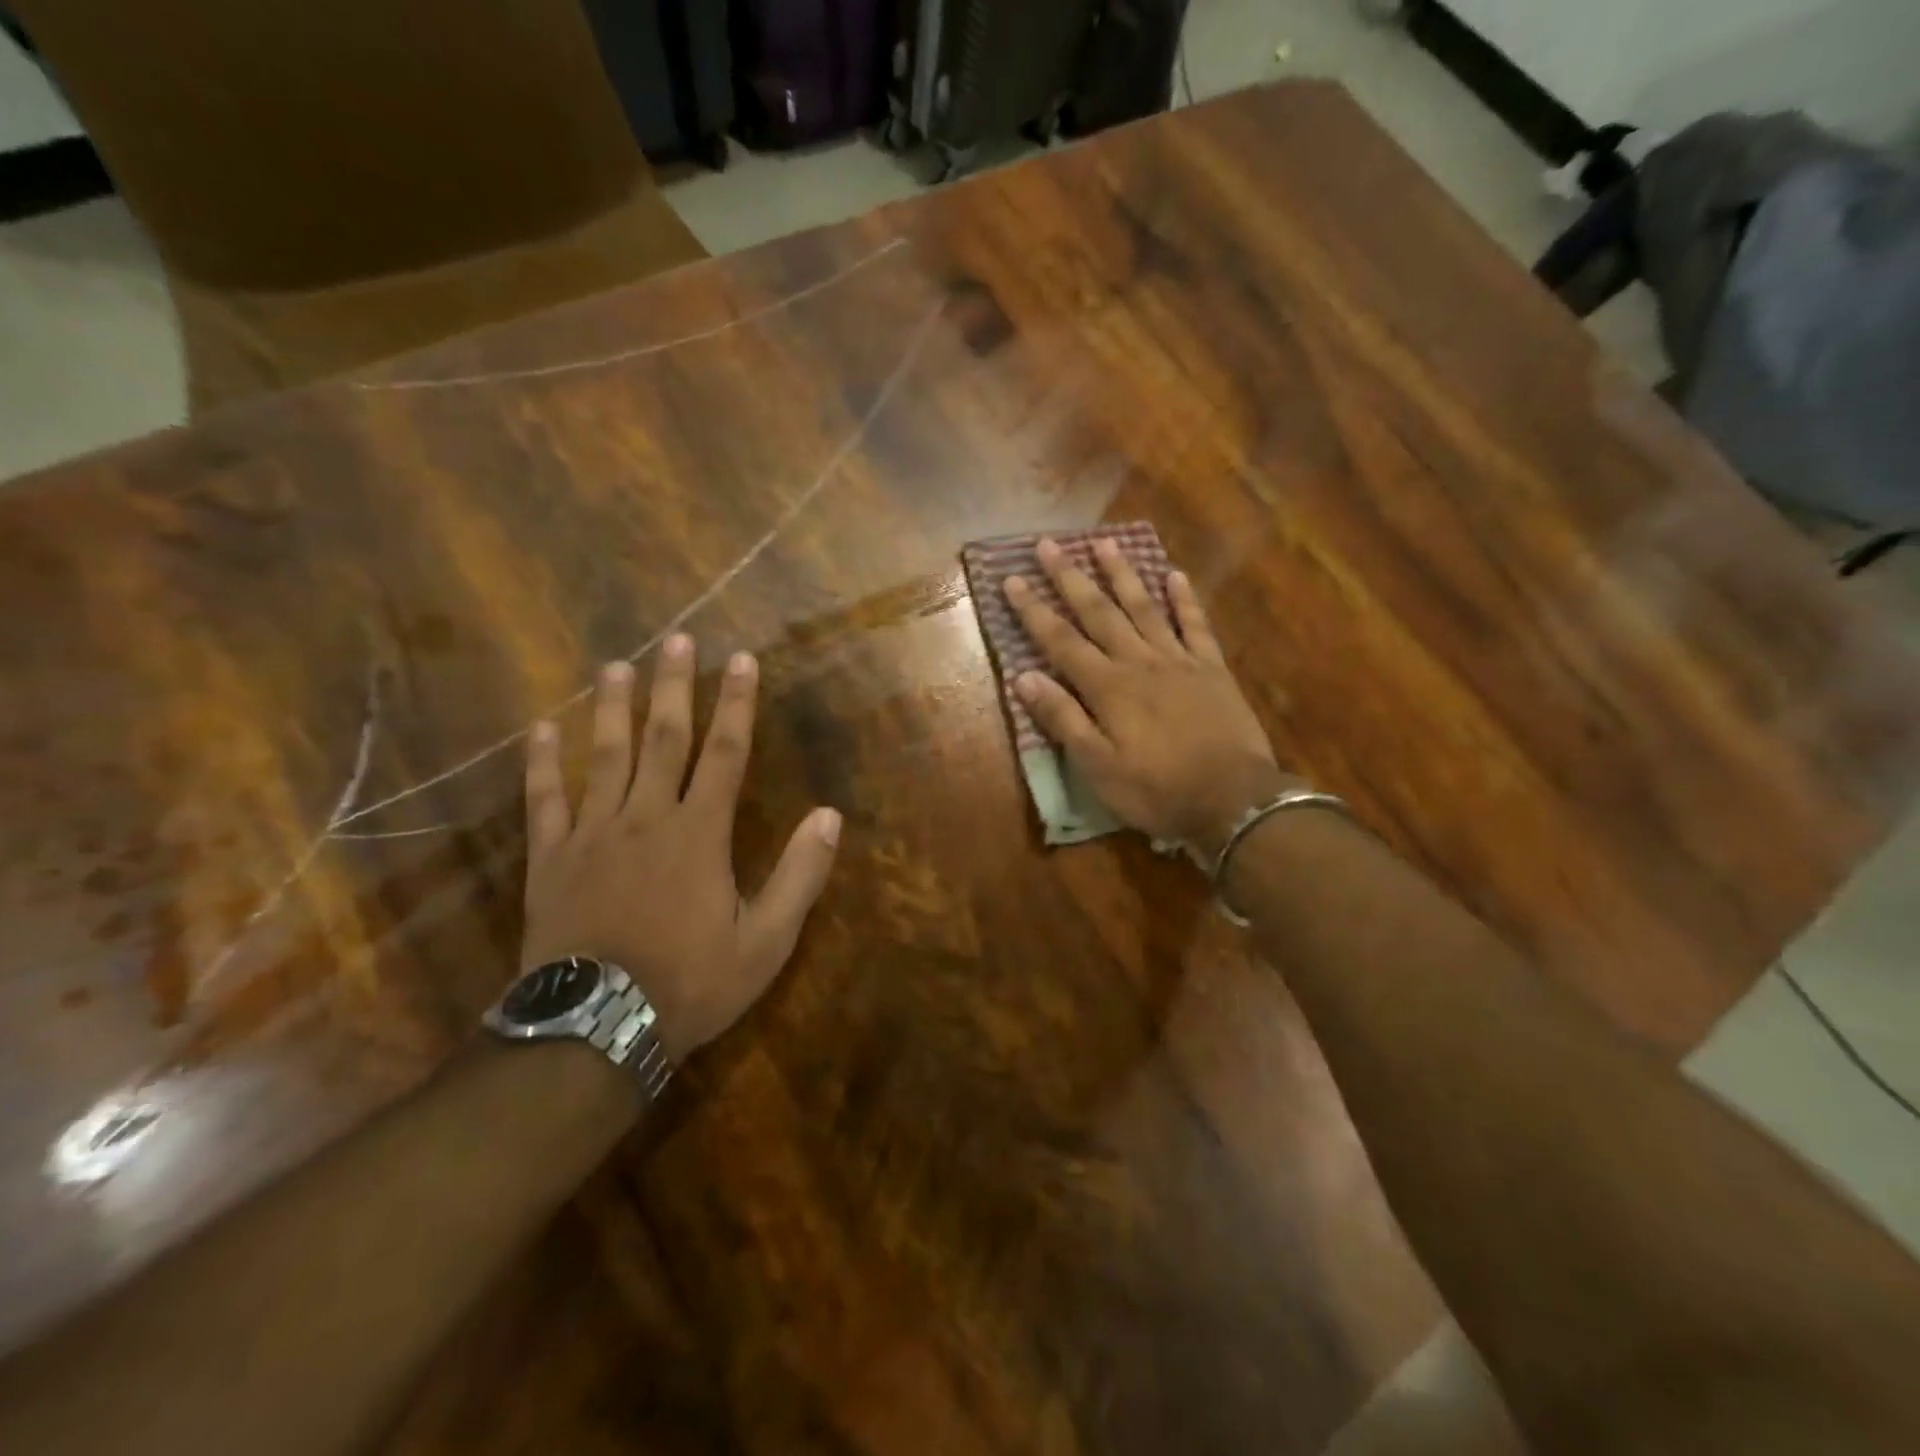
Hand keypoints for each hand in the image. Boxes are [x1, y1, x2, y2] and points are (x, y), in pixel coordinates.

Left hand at [519, 640, 841, 1060]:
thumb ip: (798, 875)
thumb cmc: (690, 983)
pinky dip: (542, 763)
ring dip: (612, 709)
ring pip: (604, 758)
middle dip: (674, 687)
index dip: (735, 705)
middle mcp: (645, 819)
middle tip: (677, 639)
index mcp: (699, 834)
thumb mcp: (766, 941)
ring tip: (616, 666)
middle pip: (663, 740)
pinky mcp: (551, 861)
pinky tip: (541, 728)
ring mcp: (592, 836)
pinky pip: (545, 801)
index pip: (724, 754)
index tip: (741, 661)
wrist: (596, 1030)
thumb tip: (828, 816)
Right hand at [1004, 537, 1293, 853]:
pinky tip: (1174, 575)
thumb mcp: (1098, 766)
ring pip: (1144, 607)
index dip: (1033, 611)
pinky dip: (1184, 599)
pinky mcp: (1212, 669)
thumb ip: (1063, 719)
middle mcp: (1139, 661)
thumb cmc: (1157, 790)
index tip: (1012, 580)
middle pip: (1099, 612)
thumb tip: (1025, 677)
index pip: (1061, 641)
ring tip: (1104, 542)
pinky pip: (1196, 624)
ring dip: (1122, 574)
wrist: (1233, 800)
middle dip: (1070, 578)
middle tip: (1048, 544)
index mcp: (1108, 687)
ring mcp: (1179, 660)